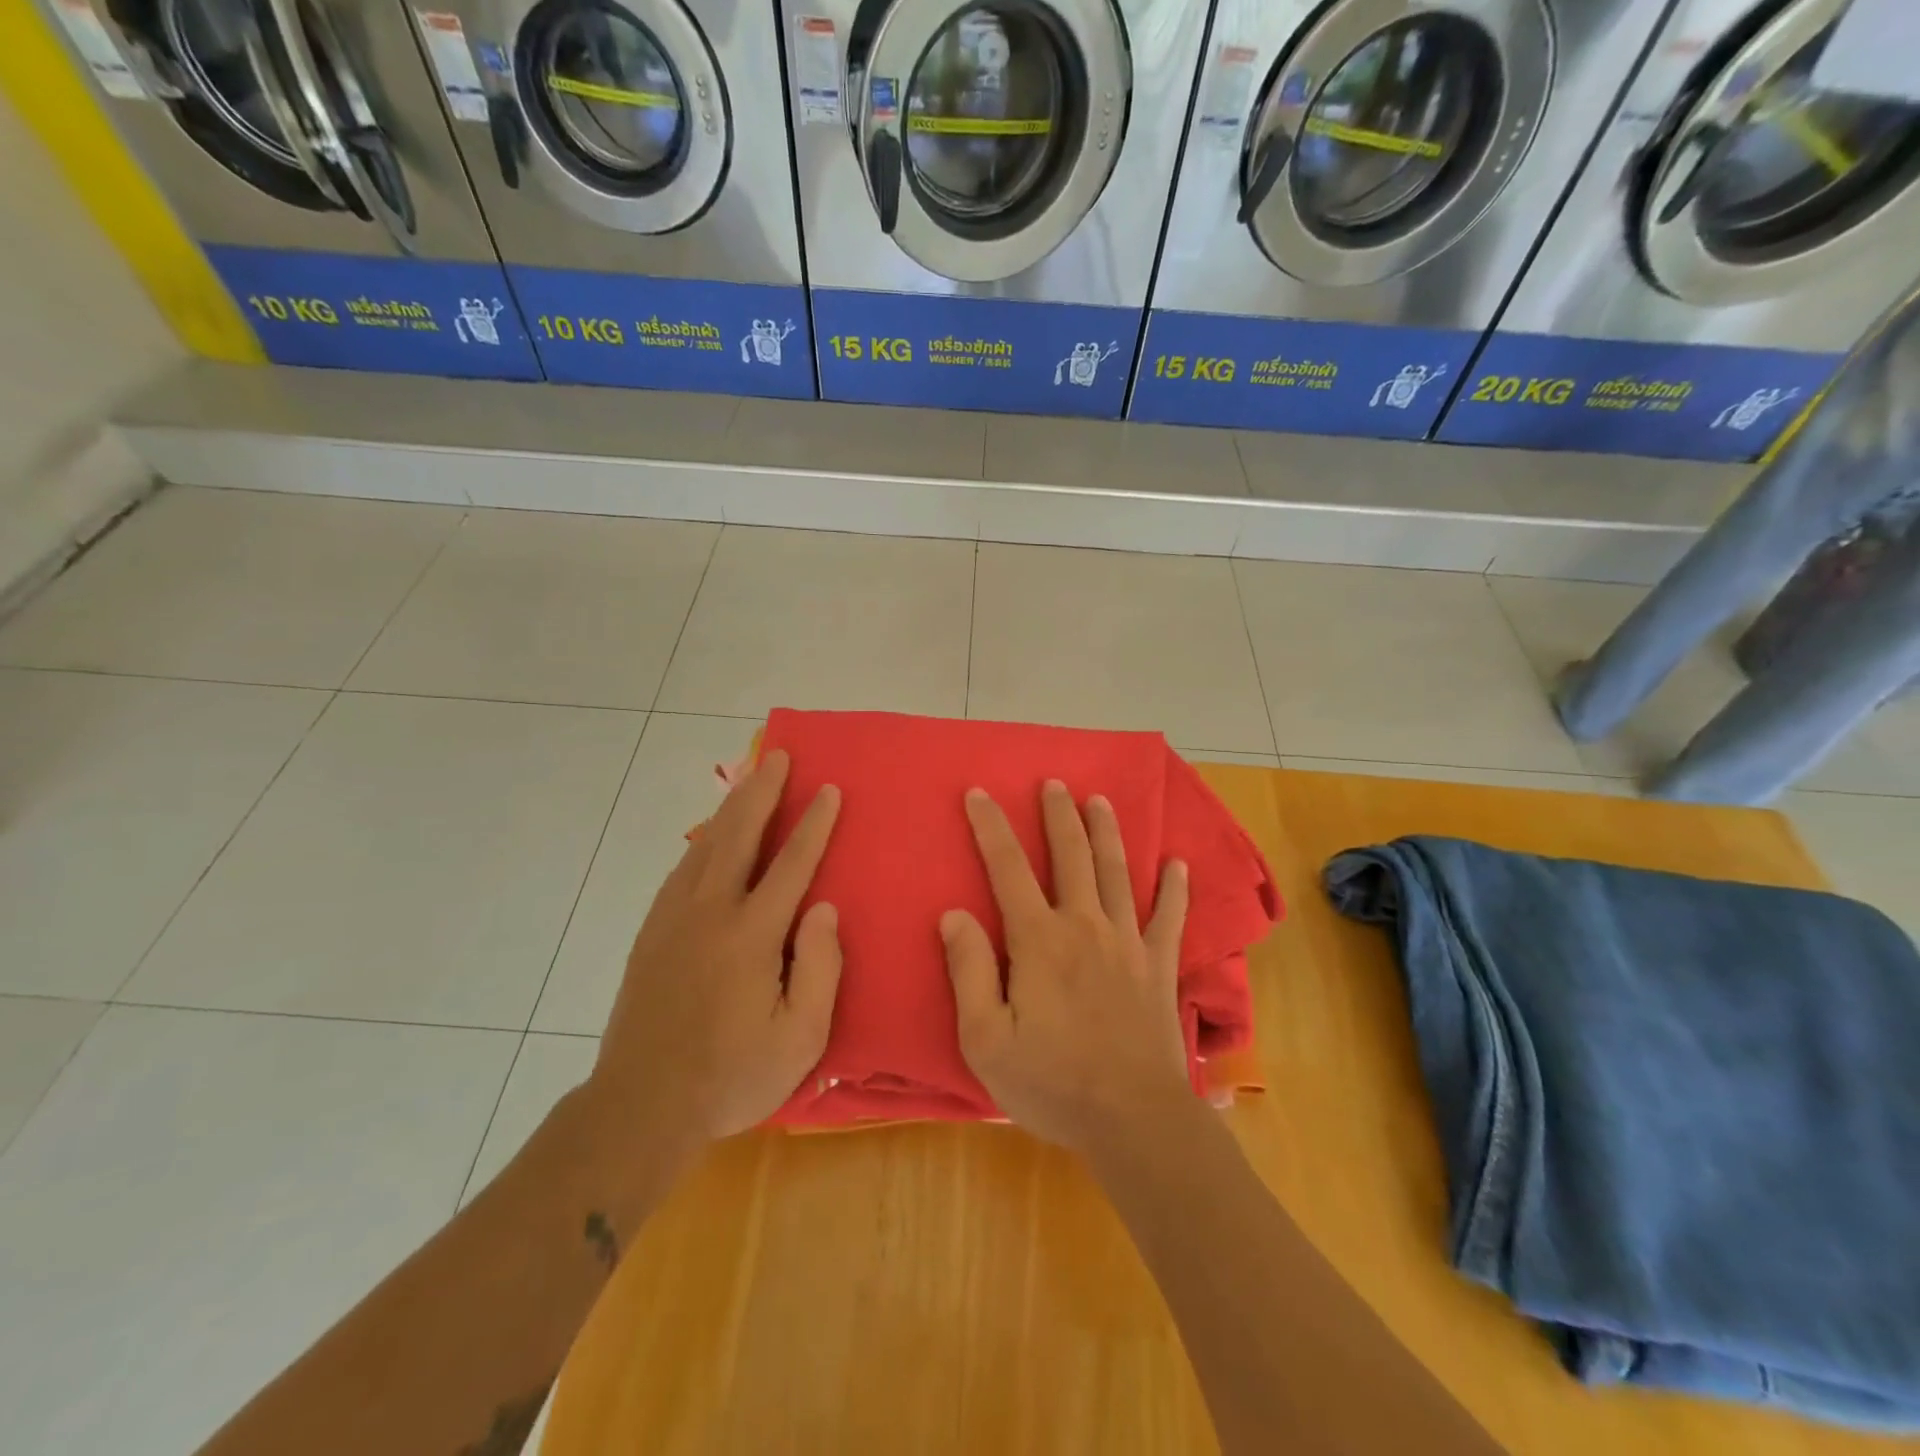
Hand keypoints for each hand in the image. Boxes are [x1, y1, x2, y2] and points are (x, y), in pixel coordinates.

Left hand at [587, 749, 842, 1154]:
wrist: (640, 1107)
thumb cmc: (732, 1075)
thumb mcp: (799, 1037)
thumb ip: (819, 967)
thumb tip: (823, 907)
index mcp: (750, 935)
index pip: (790, 864)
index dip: (814, 824)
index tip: (828, 790)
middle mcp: (709, 913)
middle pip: (739, 836)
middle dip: (762, 792)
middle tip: (778, 757)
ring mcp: (673, 920)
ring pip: (706, 846)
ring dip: (731, 808)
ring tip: (749, 780)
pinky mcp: (651, 934)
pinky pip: (683, 870)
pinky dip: (703, 841)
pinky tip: (711, 838)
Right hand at [941, 781, 1191, 1154]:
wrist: (1133, 1119)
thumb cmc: (1051, 1082)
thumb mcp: (985, 1038)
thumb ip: (969, 971)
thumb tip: (954, 914)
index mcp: (1039, 940)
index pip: (1008, 869)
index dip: (991, 828)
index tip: (979, 793)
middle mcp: (1084, 926)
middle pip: (1071, 857)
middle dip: (1059, 816)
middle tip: (1054, 783)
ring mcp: (1127, 943)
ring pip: (1117, 873)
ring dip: (1107, 833)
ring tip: (1100, 800)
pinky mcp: (1158, 967)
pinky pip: (1169, 918)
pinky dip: (1174, 889)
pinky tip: (1178, 864)